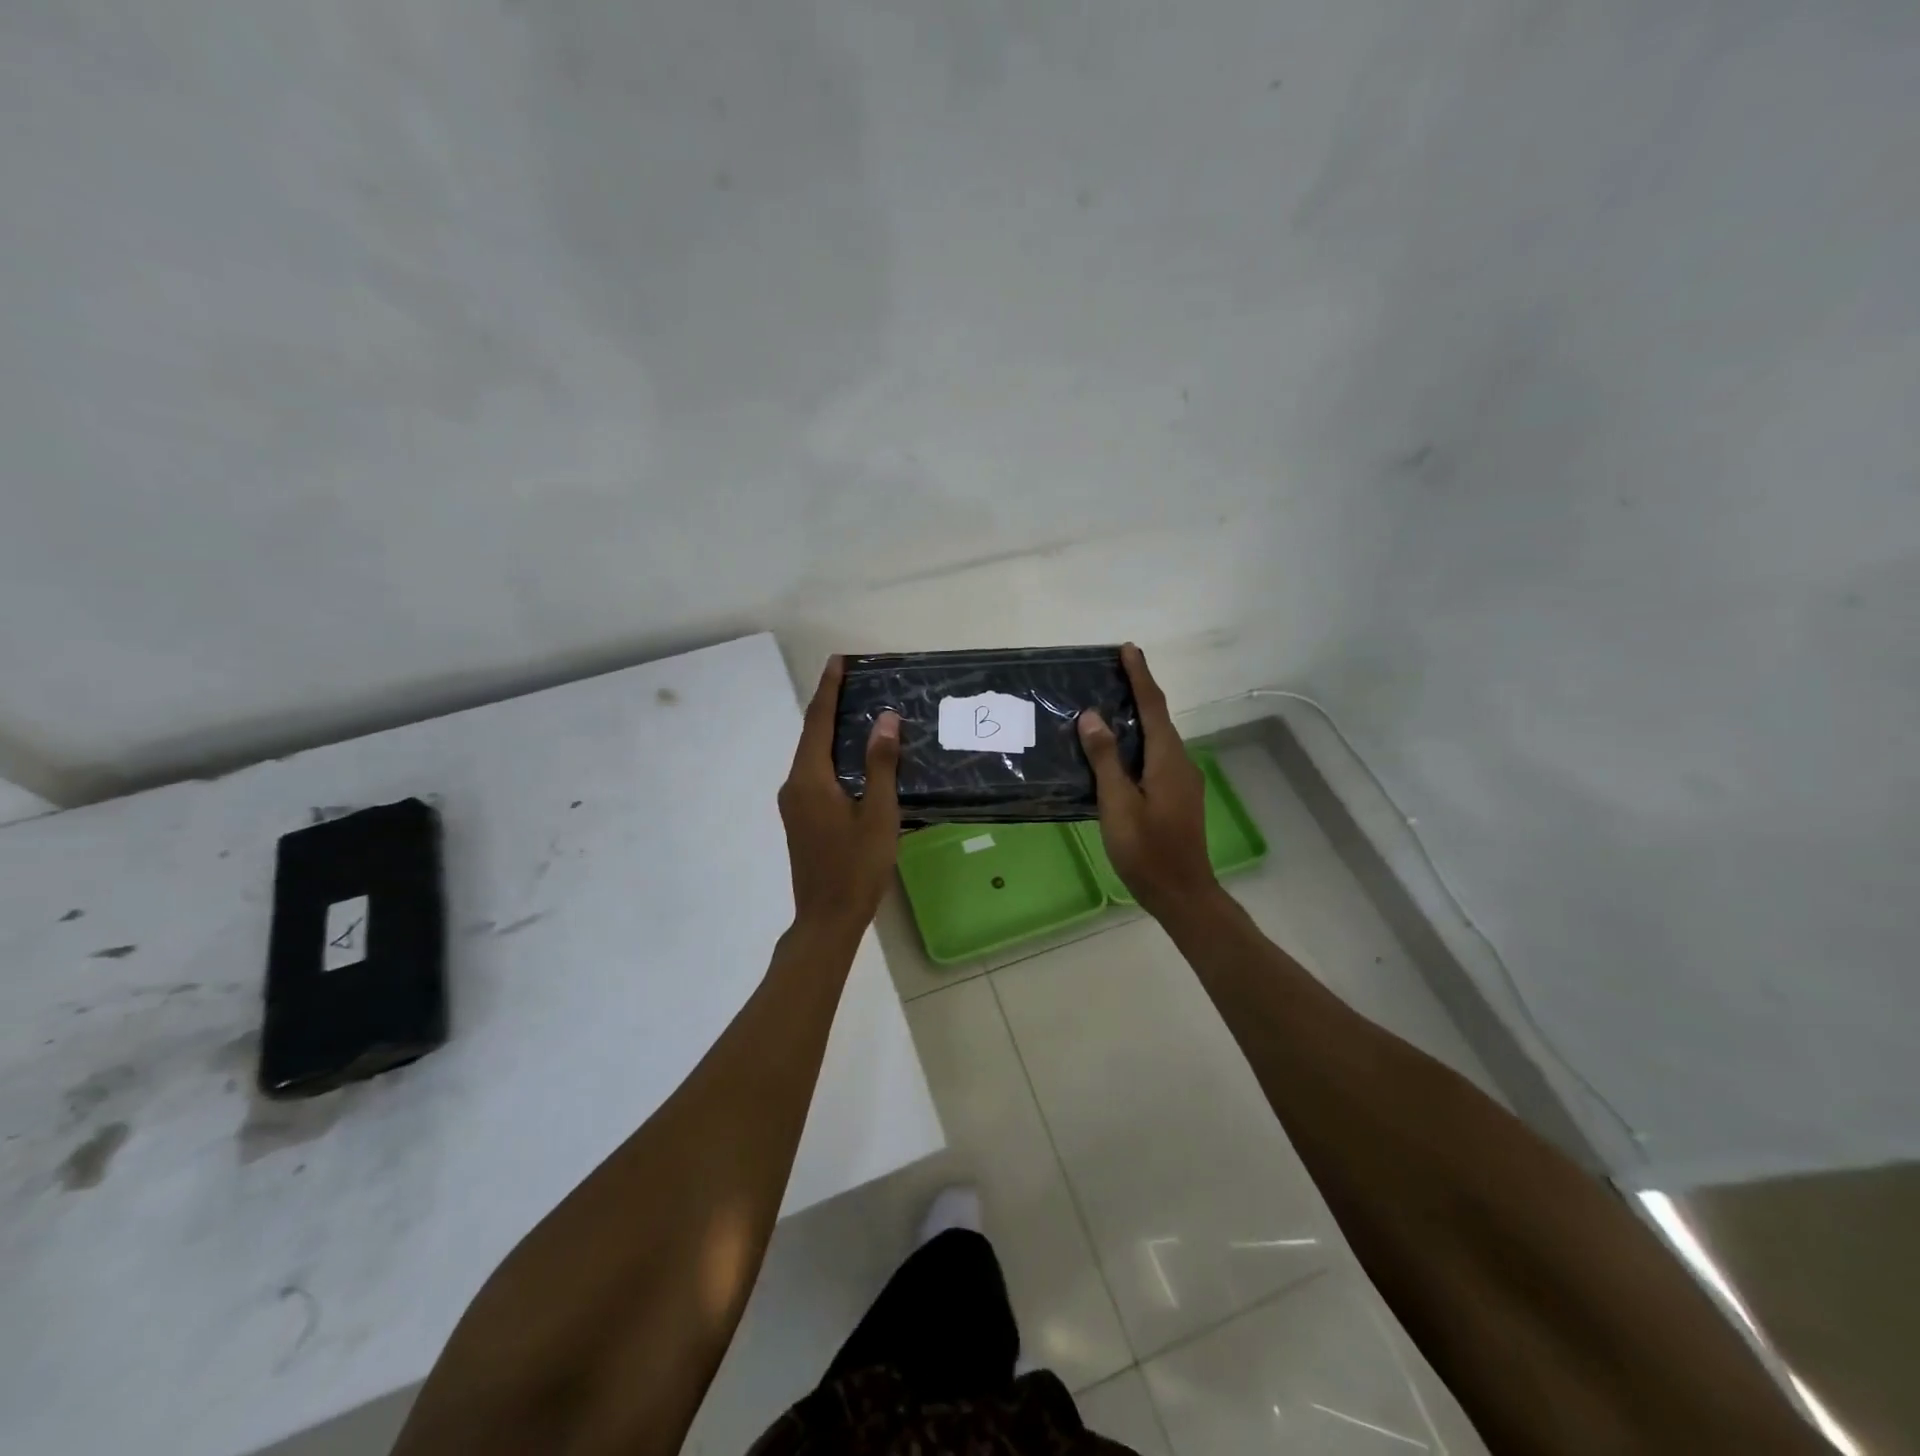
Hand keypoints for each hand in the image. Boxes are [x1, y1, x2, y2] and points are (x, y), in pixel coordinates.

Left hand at [779, 657, 901, 936]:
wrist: (827, 918)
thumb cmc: (857, 866)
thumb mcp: (878, 814)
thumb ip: (880, 765)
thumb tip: (885, 719)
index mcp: (810, 779)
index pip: (819, 721)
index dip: (829, 688)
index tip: (838, 661)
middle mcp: (794, 785)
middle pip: (812, 735)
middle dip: (830, 705)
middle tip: (854, 681)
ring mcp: (794, 804)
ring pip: (813, 756)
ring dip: (832, 731)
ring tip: (857, 712)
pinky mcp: (801, 818)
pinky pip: (815, 774)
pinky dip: (832, 756)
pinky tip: (853, 758)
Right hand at [1077, 644, 1216, 917]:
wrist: (1182, 894)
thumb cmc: (1146, 850)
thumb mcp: (1118, 804)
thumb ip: (1105, 759)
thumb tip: (1092, 717)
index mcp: (1167, 760)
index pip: (1153, 706)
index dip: (1140, 676)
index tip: (1128, 649)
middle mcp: (1180, 763)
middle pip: (1159, 718)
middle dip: (1139, 691)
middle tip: (1112, 672)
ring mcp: (1182, 781)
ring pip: (1158, 739)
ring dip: (1138, 717)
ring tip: (1110, 706)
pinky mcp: (1178, 797)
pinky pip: (1157, 757)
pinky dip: (1139, 742)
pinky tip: (1118, 752)